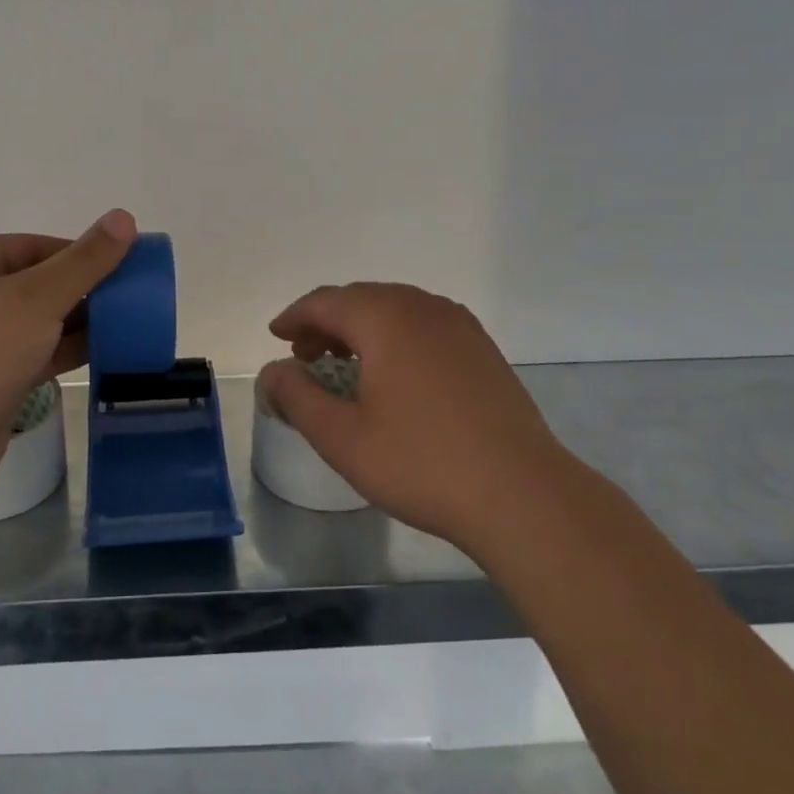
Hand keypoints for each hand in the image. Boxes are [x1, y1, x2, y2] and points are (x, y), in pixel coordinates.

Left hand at [0, 209, 136, 506]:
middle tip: (128, 297)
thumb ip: (85, 260)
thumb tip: (124, 216)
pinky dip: (66, 350)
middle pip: (37, 282)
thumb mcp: (39, 298)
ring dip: (78, 321)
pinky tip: (104, 351)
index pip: (34, 246)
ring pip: (38, 320)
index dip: (80, 253)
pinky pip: (35, 352)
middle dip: (83, 289)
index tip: (122, 266)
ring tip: (125, 323)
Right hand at [256, 282, 570, 555]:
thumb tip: (272, 373)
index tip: (276, 336)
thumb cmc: (421, 462)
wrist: (521, 495)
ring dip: (361, 329)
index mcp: (386, 317)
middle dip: (326, 322)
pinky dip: (395, 339)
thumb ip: (297, 397)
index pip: (326, 301)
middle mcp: (423, 307)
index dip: (295, 317)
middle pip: (361, 299)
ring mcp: (459, 326)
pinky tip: (393, 375)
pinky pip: (424, 327)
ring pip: (395, 311)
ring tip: (345, 365)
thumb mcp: (341, 437)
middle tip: (305, 356)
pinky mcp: (482, 349)